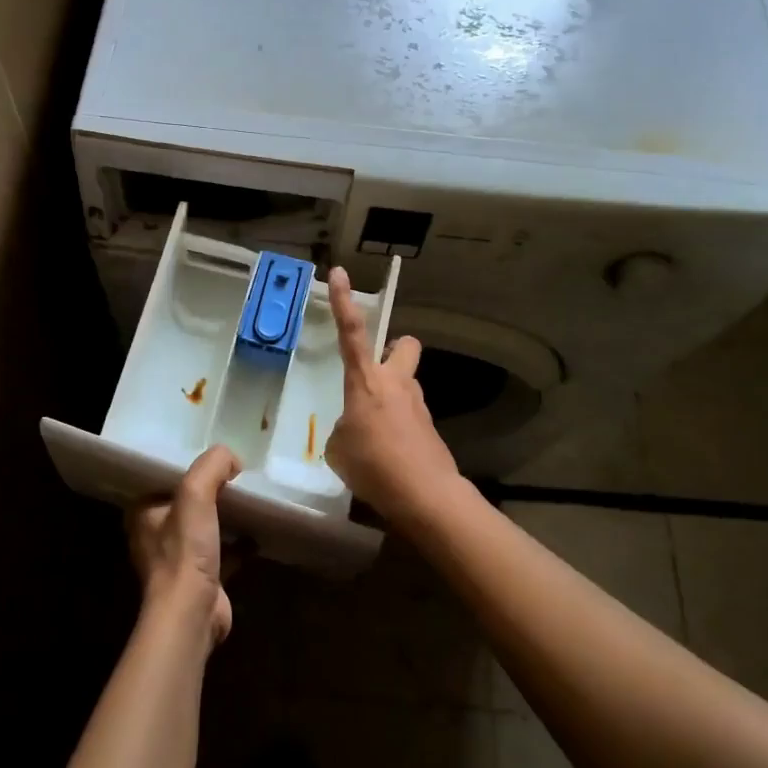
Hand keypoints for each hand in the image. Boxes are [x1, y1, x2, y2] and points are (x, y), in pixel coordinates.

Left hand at [127, 444, 239, 645]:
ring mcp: (178, 560)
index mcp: (144, 512)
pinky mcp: (202, 580)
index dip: (188, 466)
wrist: (192, 614)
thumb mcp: (195, 494)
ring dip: (224, 516)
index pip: (165, 478)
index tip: (214, 457)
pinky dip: (239, 543)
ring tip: (249, 498)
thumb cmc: (185, 551)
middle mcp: (156, 535)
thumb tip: (232, 458)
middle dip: (210, 491)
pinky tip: (258, 533)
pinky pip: (223, 553)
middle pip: (187, 502)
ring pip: (204, 528)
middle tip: (237, 474)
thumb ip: (212, 466)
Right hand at [325, 266, 465, 520]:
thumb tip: (354, 430)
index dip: (343, 301)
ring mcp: (418, 405)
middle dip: (394, 349)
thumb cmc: (373, 465)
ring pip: (407, 384)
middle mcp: (396, 383)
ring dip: (392, 396)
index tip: (339, 273)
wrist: (425, 495)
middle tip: (377, 371)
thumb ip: (343, 429)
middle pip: (404, 345)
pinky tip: (387, 457)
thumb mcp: (338, 448)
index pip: (352, 332)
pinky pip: (409, 417)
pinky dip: (397, 428)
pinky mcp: (430, 429)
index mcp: (366, 381)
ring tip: (373, 433)